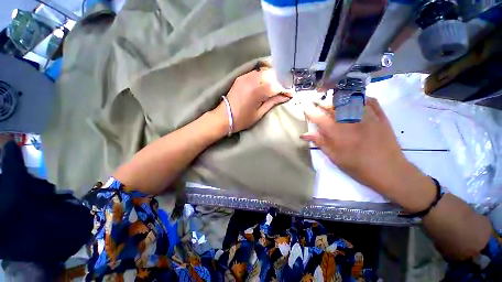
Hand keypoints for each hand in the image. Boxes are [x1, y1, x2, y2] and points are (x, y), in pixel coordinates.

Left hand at [216, 69, 290, 132]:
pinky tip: (267, 82)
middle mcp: (252, 79)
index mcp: (257, 91)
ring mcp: (246, 76)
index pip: (276, 86)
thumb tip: (285, 96)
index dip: (285, 89)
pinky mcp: (242, 77)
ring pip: (265, 72)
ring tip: (277, 86)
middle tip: (285, 90)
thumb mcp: (259, 113)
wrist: (224, 116)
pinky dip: (264, 76)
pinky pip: (257, 73)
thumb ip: (272, 102)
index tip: (291, 94)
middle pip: (272, 75)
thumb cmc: (242, 119)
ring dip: (273, 78)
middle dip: (281, 81)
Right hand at [301, 98, 435, 211]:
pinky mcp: (380, 116)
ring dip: (339, 99)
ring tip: (333, 102)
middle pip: (333, 105)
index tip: (304, 106)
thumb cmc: (358, 167)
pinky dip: (359, 98)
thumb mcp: (334, 157)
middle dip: (322, 103)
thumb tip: (305, 134)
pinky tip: (354, 101)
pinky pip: (369, 100)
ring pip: (350, 99)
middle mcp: (351, 121)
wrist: (389, 170)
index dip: (310, 110)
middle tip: (318, 104)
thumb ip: (320, 142)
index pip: (319, 117)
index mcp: (338, 133)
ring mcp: (367, 116)